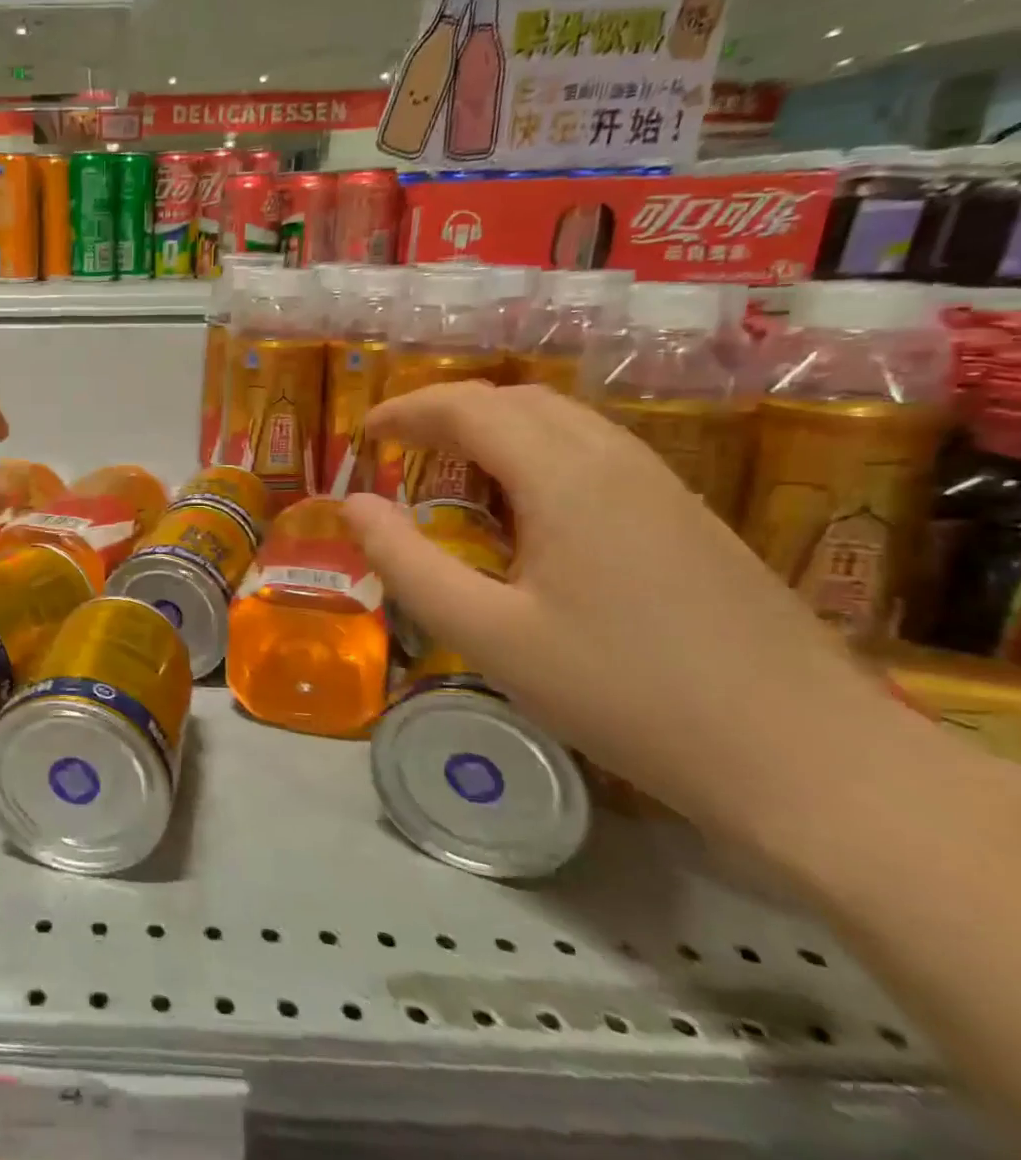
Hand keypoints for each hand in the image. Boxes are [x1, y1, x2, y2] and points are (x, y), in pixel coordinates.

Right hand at [343, 382, 906, 835]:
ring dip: (496, 428)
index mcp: (565, 478)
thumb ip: (408, 563)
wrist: (806, 758)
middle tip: (400, 448)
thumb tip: (354, 505)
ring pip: (564, 423)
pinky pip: (596, 454)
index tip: (364, 434)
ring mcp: (664, 487)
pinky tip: (525, 508)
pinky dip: (537, 454)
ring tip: (450, 469)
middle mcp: (617, 461)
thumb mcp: (488, 634)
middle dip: (448, 411)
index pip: (471, 408)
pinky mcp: (689, 518)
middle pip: (519, 401)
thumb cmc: (624, 692)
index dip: (408, 410)